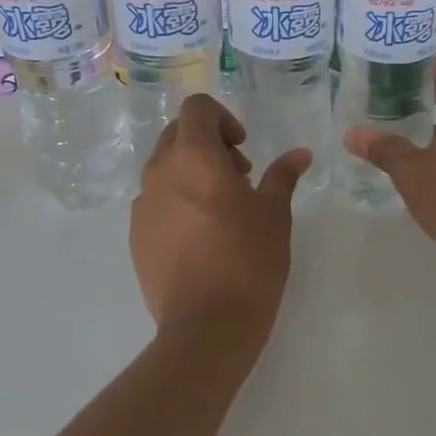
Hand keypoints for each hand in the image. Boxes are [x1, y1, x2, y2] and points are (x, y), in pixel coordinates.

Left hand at [131, 96, 310, 346]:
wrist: (206, 327)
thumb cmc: (249, 260)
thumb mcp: (275, 215)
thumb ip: (283, 176)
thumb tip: (300, 154)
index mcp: (193, 157)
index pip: (196, 108)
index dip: (222, 119)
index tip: (243, 149)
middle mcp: (160, 172)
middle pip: (177, 135)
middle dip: (208, 145)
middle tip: (238, 178)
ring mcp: (142, 206)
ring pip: (164, 170)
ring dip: (191, 174)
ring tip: (220, 211)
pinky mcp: (135, 237)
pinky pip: (155, 202)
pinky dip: (176, 203)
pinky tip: (200, 238)